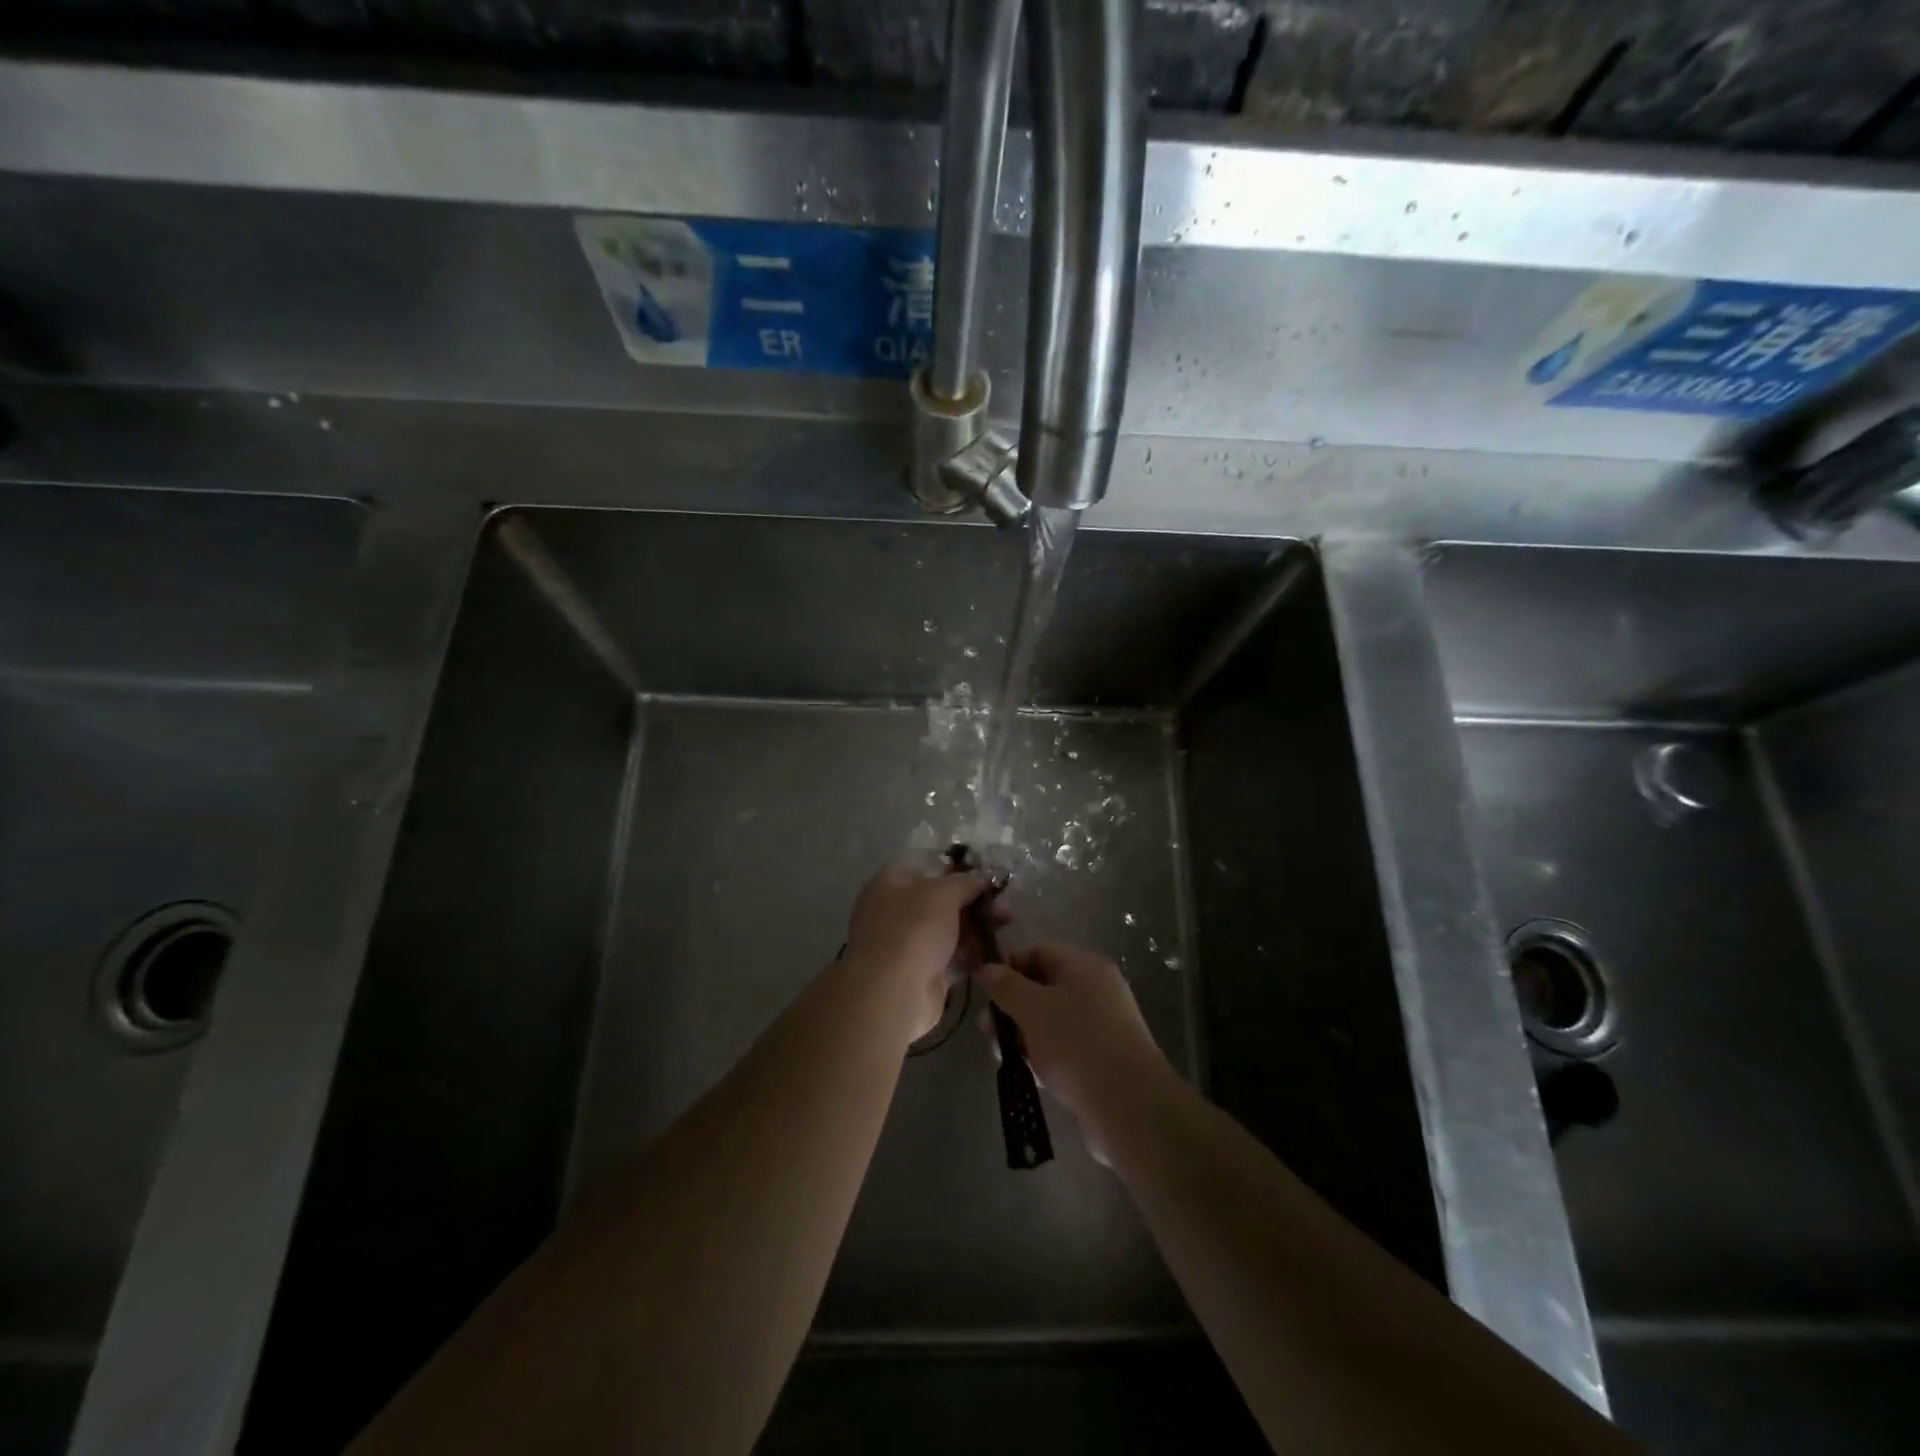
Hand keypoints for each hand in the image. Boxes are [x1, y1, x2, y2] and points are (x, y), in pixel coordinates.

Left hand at [845, 862, 990, 1043]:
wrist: (892, 994)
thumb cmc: (913, 930)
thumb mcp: (942, 894)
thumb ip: (965, 882)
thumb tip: (982, 876)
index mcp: (890, 883)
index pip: (926, 867)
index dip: (956, 870)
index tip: (985, 877)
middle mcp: (895, 911)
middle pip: (940, 900)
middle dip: (973, 901)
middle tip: (1003, 905)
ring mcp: (907, 944)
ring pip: (948, 929)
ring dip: (976, 927)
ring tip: (1006, 924)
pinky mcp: (921, 973)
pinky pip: (950, 957)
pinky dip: (970, 953)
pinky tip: (995, 950)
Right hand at [977, 942, 1171, 1164]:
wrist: (1128, 1106)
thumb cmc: (1076, 1044)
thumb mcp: (1033, 1009)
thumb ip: (1006, 986)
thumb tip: (986, 967)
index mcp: (1085, 967)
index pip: (1040, 950)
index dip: (1009, 964)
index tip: (984, 988)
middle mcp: (1096, 991)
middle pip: (1042, 987)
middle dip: (1011, 1006)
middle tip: (987, 1030)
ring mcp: (1100, 1026)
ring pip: (1050, 1020)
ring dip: (1022, 1034)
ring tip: (1002, 1055)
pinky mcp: (1100, 1059)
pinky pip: (1062, 1046)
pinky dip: (1042, 1054)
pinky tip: (1027, 1072)